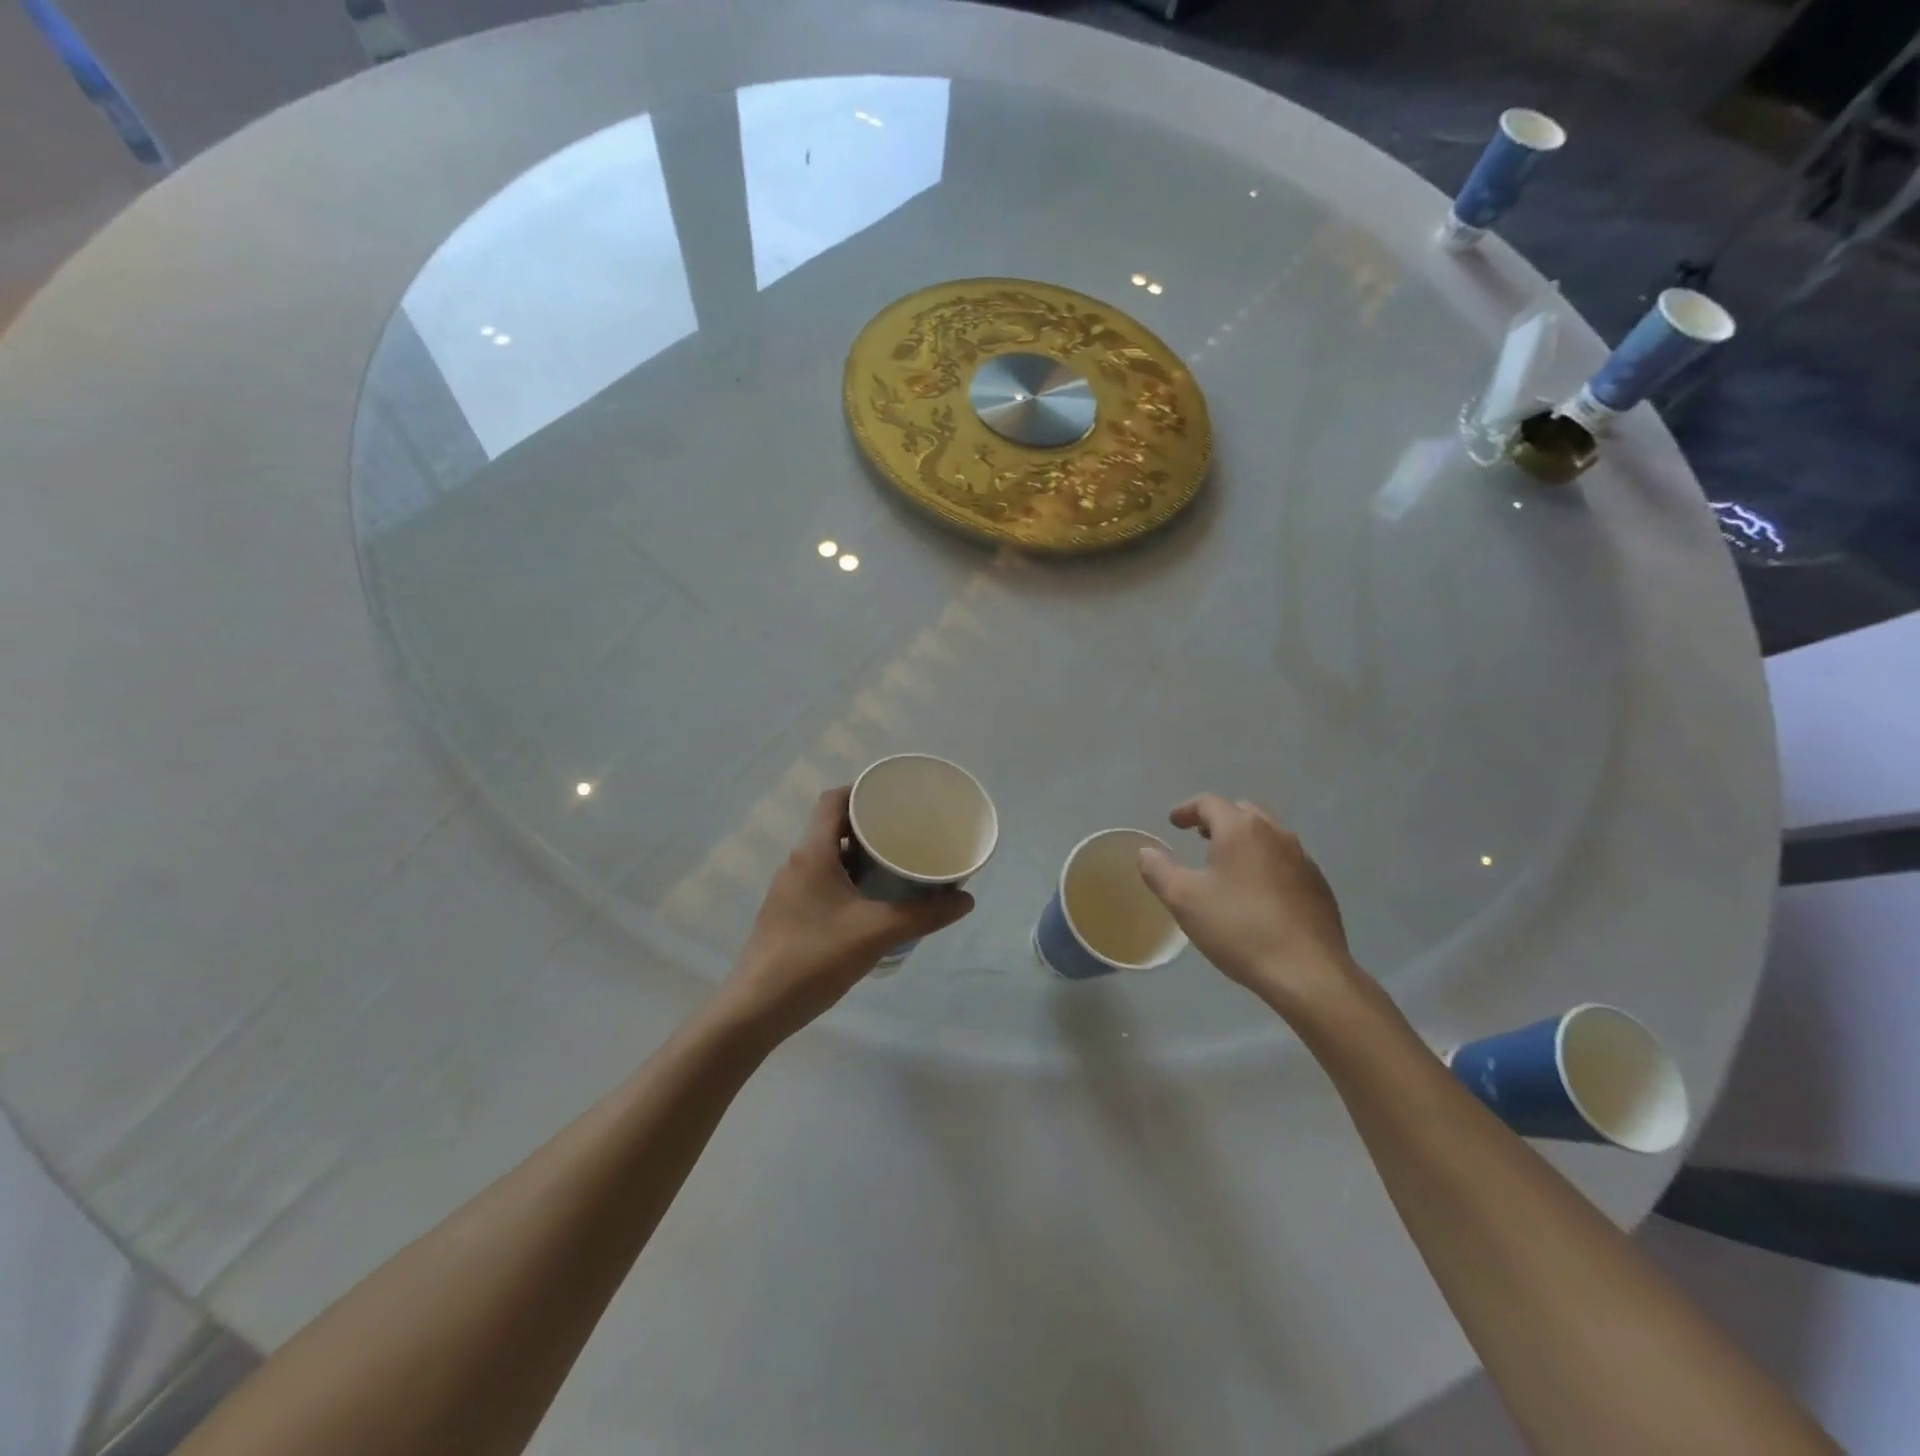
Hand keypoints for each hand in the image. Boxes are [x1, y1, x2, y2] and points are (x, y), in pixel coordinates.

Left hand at [718, 787, 972, 1039]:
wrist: (757, 1009)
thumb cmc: (815, 958)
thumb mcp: (878, 933)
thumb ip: (925, 915)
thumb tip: (966, 899)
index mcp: (812, 853)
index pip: (833, 800)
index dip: (862, 790)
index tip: (894, 798)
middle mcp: (796, 863)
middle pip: (832, 826)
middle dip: (869, 825)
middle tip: (905, 832)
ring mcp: (788, 890)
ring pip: (827, 856)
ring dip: (858, 855)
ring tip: (894, 865)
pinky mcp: (787, 914)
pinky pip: (821, 881)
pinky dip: (846, 879)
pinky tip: (870, 902)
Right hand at [1138, 794, 1357, 1015]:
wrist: (1308, 972)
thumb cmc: (1239, 928)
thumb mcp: (1183, 900)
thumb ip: (1159, 870)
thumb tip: (1146, 852)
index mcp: (1241, 829)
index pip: (1209, 803)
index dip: (1187, 810)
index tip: (1174, 822)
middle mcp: (1275, 834)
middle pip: (1243, 812)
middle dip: (1219, 820)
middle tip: (1200, 836)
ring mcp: (1303, 859)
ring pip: (1268, 836)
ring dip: (1244, 841)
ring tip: (1227, 864)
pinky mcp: (1318, 885)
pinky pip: (1285, 861)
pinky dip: (1265, 863)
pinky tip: (1257, 892)